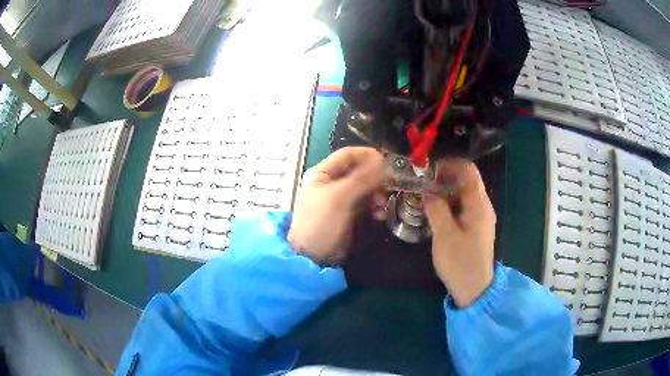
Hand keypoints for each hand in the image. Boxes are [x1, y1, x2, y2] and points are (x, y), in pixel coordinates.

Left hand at [288, 147, 383, 263]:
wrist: (313, 257)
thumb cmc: (320, 223)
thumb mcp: (339, 198)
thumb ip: (361, 178)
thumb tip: (383, 162)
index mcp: (322, 173)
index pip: (347, 155)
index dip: (367, 155)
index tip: (387, 161)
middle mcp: (331, 182)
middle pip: (359, 171)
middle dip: (375, 178)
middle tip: (390, 186)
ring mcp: (341, 199)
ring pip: (365, 188)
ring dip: (377, 194)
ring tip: (383, 204)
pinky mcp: (349, 214)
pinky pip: (366, 204)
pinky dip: (375, 207)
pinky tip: (380, 215)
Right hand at [424, 160, 495, 306]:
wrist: (474, 288)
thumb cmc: (460, 261)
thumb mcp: (444, 234)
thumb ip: (436, 208)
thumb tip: (427, 192)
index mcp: (479, 204)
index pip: (468, 170)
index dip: (449, 165)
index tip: (429, 171)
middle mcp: (483, 206)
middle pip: (466, 181)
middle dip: (444, 178)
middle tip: (423, 186)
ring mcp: (481, 218)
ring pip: (463, 195)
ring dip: (445, 192)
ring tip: (425, 199)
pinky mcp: (476, 228)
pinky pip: (463, 208)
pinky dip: (449, 205)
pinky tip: (435, 214)